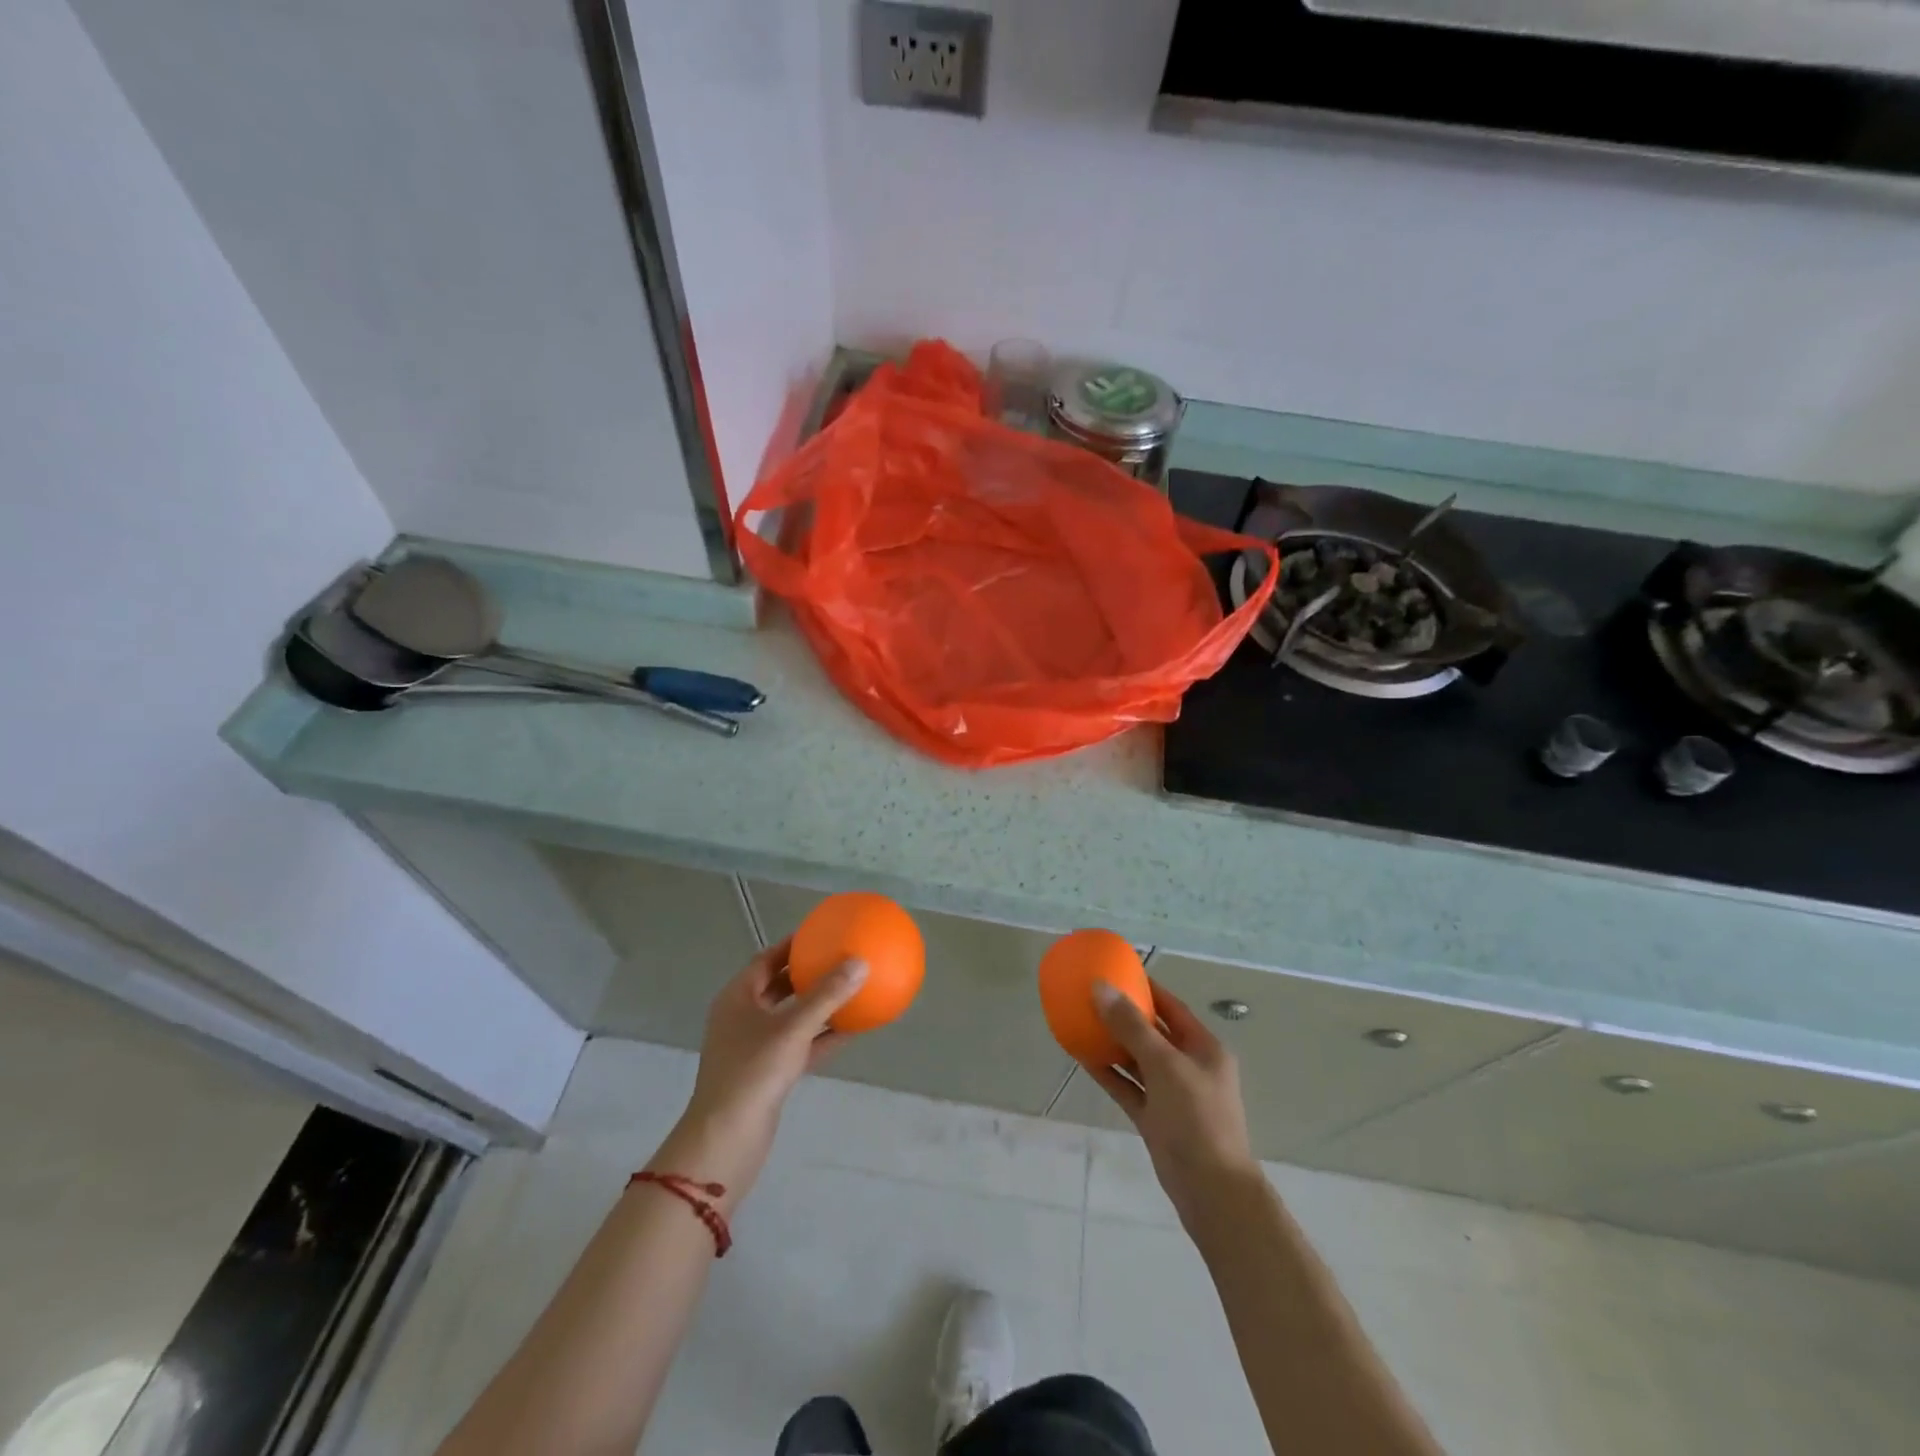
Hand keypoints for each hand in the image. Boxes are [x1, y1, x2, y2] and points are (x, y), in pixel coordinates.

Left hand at [650, 939, 866, 1208]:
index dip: (793, 944)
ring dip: (819, 1006)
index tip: (822, 932)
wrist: (727, 1140)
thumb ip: (827, 995)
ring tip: (852, 989)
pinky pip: (800, 1045)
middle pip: (779, 986)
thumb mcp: (793, 1028)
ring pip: (792, 1017)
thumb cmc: (753, 1072)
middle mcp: (743, 1018)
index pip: (766, 959)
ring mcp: (754, 1048)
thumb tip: (860, 962)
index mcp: (738, 998)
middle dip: (809, 973)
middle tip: (840, 957)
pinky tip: (853, 1029)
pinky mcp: (768, 1075)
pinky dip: (822, 1036)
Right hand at [1088, 980, 1261, 1228]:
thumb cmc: (1196, 1118)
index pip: (1172, 1008)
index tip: (1117, 972)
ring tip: (1081, 1021)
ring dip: (1112, 1043)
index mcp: (1204, 1048)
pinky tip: (1082, 1057)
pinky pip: (1128, 1086)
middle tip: (1092, 995)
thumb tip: (1100, 988)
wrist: (1211, 1191)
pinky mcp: (1155, 1118)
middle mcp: (1189, 1067)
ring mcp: (1171, 1094)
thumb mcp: (1164, 1065)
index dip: (1146, 989)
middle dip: (1124, 1015)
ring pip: (1137, 1060)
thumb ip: (1131, 1026)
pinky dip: (1108, 1072)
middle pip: (1152, 1032)